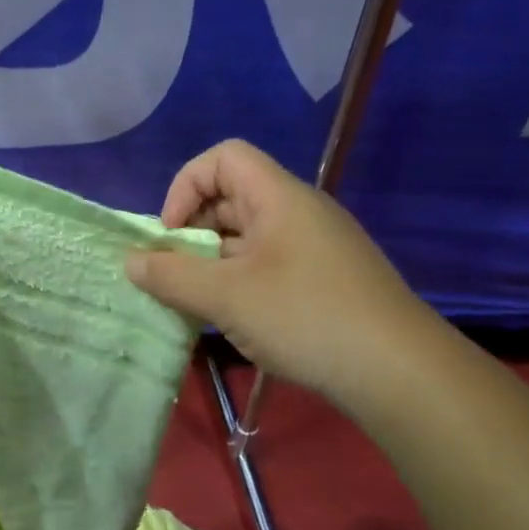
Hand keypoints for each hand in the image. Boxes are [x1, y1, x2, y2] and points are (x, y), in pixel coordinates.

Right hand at [125, 140, 431, 407]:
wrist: (398, 370)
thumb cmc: (305, 317)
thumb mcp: (225, 297)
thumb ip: (171, 275)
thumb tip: (131, 261)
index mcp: (279, 198)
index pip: (223, 158)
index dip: (186, 186)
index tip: (171, 235)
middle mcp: (298, 212)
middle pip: (231, 197)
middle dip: (192, 230)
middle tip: (175, 273)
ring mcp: (314, 247)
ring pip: (247, 236)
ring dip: (212, 262)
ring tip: (197, 301)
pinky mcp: (324, 279)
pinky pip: (267, 264)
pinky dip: (238, 281)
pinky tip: (234, 318)